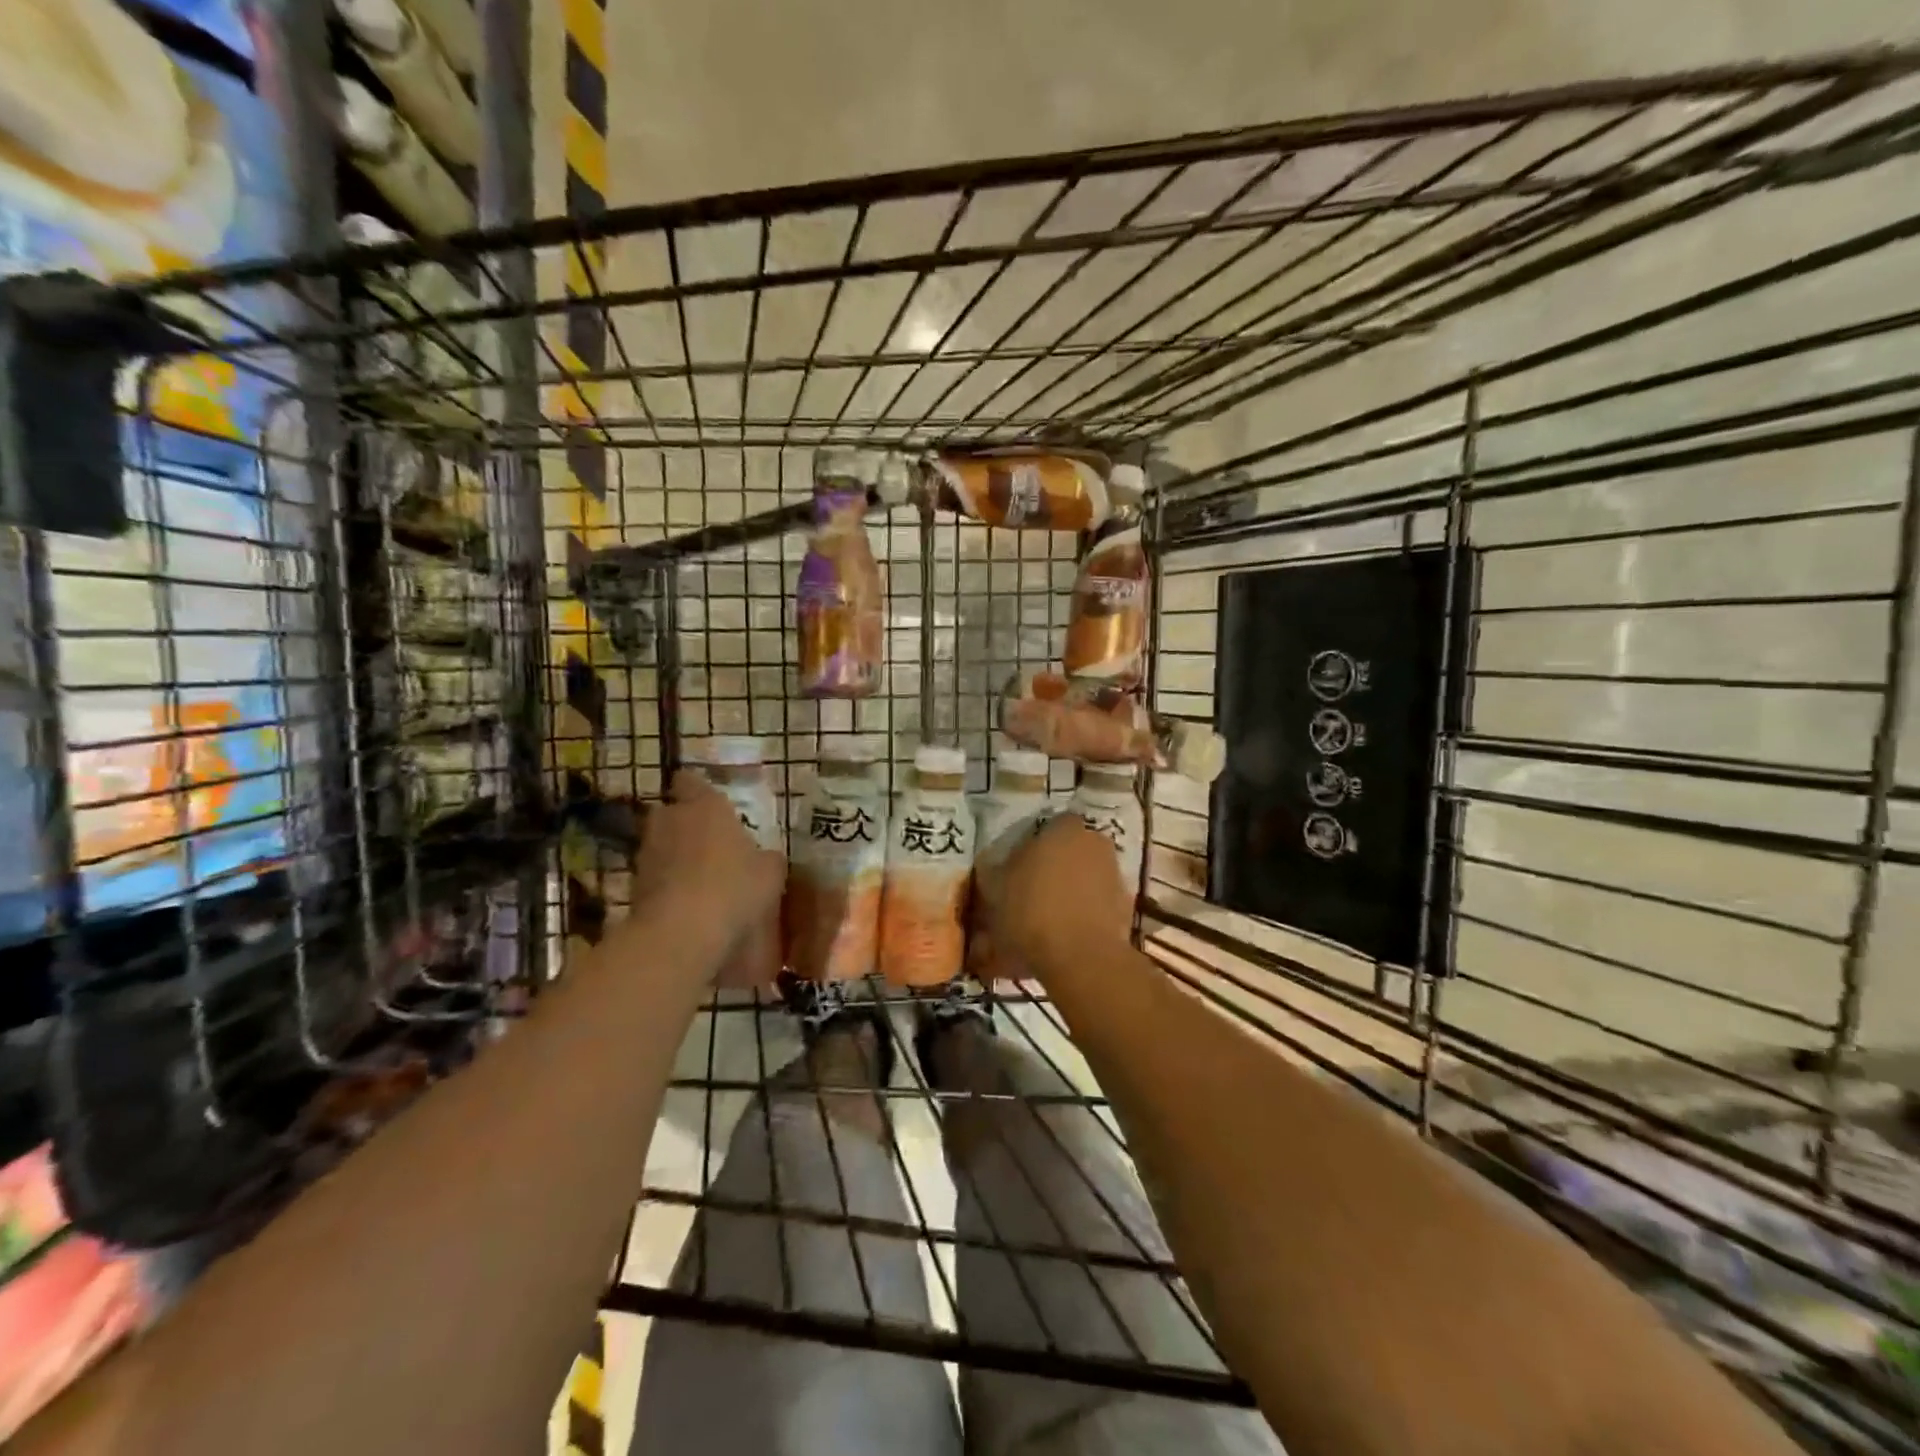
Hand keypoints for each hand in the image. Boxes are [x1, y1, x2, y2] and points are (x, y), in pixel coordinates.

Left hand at [632, 770, 784, 930]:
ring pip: (661, 845)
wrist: (680, 933)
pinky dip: (667, 884)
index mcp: (705, 806)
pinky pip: (655, 877)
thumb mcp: (770, 872)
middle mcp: (670, 820)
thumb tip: (765, 858)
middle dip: (686, 824)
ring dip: (675, 856)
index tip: (710, 802)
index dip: (697, 789)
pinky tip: (688, 904)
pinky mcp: (633, 885)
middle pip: (672, 812)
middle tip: (711, 843)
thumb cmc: (733, 888)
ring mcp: (646, 853)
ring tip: (700, 878)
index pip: (690, 781)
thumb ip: (767, 857)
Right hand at [987, 814, 1132, 975]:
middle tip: (1028, 893)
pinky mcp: (1126, 907)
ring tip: (1045, 921)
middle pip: (1069, 851)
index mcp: (1063, 828)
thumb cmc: (1031, 912)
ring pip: (1084, 878)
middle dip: (1052, 868)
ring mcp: (1114, 875)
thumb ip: (992, 871)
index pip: (1047, 825)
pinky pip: (1097, 905)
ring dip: (1069, 892)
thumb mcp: (994, 890)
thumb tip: (993, 867)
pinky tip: (1064, 938)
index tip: (1015, 867)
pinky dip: (1083, 916)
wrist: (1081, 959)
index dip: (1031, 845)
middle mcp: (1095, 842)